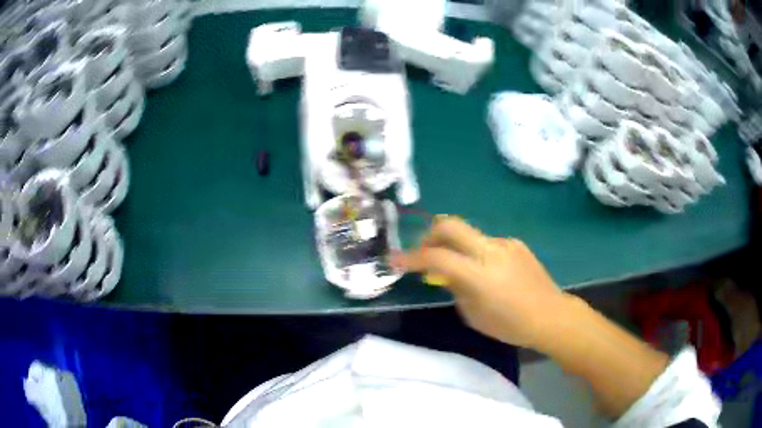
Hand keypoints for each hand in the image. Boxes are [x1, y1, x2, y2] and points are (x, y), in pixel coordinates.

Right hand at [391, 216, 570, 348]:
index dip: (411, 258)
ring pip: (469, 234)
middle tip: (424, 251)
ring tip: (459, 269)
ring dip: (455, 246)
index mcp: (479, 275)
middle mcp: (491, 251)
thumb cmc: (511, 325)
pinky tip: (485, 271)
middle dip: (429, 234)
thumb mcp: (474, 315)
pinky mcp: (516, 243)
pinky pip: (487, 242)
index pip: (437, 257)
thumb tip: (445, 274)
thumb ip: (455, 289)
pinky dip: (476, 252)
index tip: (394, 260)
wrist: (551, 315)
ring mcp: (505, 243)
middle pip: (450, 224)